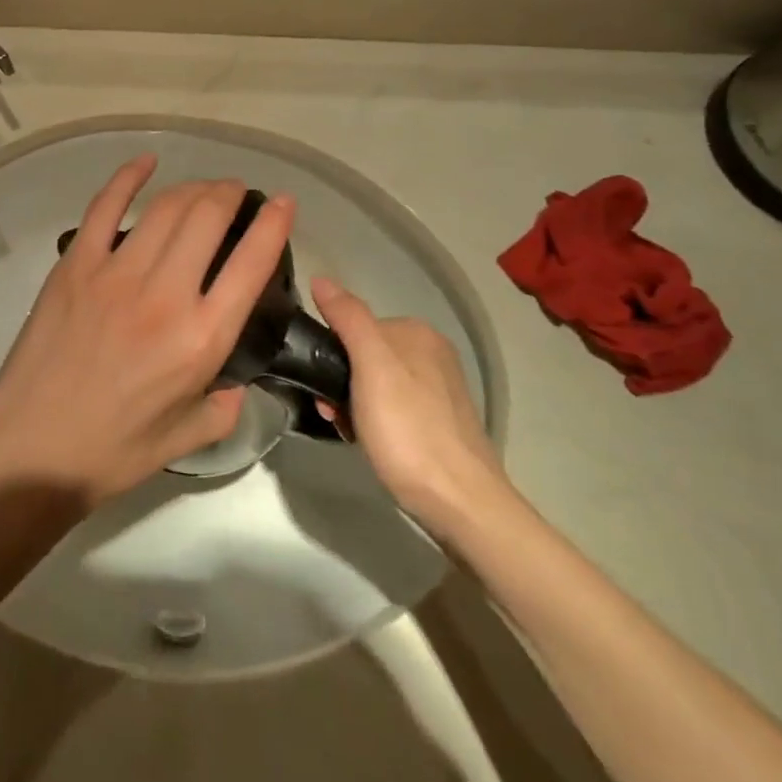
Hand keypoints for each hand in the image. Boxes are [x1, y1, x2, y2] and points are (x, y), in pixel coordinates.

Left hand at [0, 159, 294, 508]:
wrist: (32, 448)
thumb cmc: (112, 450)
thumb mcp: (187, 436)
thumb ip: (225, 407)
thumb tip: (237, 382)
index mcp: (201, 338)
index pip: (252, 264)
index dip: (274, 224)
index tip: (283, 203)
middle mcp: (165, 294)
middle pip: (208, 218)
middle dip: (230, 194)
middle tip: (236, 193)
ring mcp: (116, 273)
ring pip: (166, 208)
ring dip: (193, 187)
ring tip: (203, 188)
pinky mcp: (76, 263)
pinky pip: (104, 206)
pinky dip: (129, 177)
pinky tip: (147, 162)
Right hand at [310, 278, 514, 543]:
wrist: (460, 503)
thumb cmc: (408, 429)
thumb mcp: (371, 366)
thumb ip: (348, 318)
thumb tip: (321, 278)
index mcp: (417, 332)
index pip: (355, 325)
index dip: (331, 353)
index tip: (321, 385)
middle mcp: (431, 353)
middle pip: (365, 354)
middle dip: (341, 381)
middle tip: (332, 413)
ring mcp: (438, 390)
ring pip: (375, 383)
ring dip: (353, 403)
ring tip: (348, 431)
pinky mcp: (440, 423)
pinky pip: (392, 407)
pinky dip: (374, 420)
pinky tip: (370, 442)